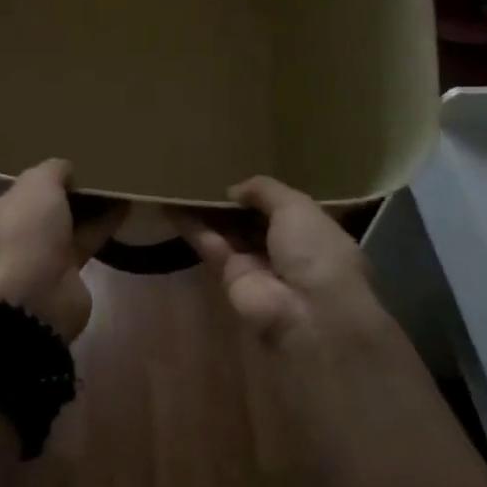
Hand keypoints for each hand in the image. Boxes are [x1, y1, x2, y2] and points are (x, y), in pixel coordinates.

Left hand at [0, 159, 124, 340]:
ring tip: (101, 172)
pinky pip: (80, 239)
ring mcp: (27, 253)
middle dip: (34, 182)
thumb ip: (51, 169)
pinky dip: (99, 223)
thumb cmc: (18, 235)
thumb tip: (64, 169)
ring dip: (75, 201)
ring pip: (53, 220)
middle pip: (13, 200)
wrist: (35, 304)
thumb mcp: (36, 186)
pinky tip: (123, 201)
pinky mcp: (58, 271)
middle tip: (59, 154)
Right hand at [175, 177, 381, 354]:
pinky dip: (192, 227)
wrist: (307, 312)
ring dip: (207, 211)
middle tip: (203, 174)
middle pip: (251, 220)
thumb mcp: (297, 206)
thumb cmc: (314, 251)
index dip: (259, 192)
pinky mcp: (229, 278)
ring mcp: (256, 265)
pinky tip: (172, 206)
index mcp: (312, 231)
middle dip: (231, 201)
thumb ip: (264, 190)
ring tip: (181, 184)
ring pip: (227, 232)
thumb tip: (233, 190)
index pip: (281, 207)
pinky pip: (210, 246)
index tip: (236, 173)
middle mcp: (284, 249)